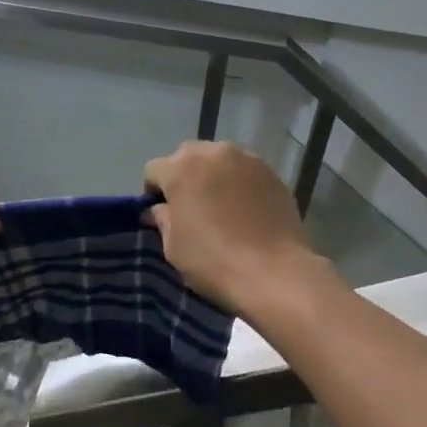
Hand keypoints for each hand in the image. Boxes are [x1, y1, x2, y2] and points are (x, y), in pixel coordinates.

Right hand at [143, 142, 324, 313]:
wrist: (273, 273)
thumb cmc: (212, 261)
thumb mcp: (173, 246)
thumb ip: (163, 219)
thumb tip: (160, 209)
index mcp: (181, 169)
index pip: (154, 170)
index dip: (152, 192)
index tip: (159, 214)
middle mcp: (214, 153)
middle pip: (188, 156)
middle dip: (183, 176)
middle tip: (188, 206)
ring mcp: (248, 160)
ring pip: (220, 160)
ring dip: (213, 176)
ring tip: (219, 207)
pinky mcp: (273, 174)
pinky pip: (246, 173)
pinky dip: (239, 185)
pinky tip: (244, 211)